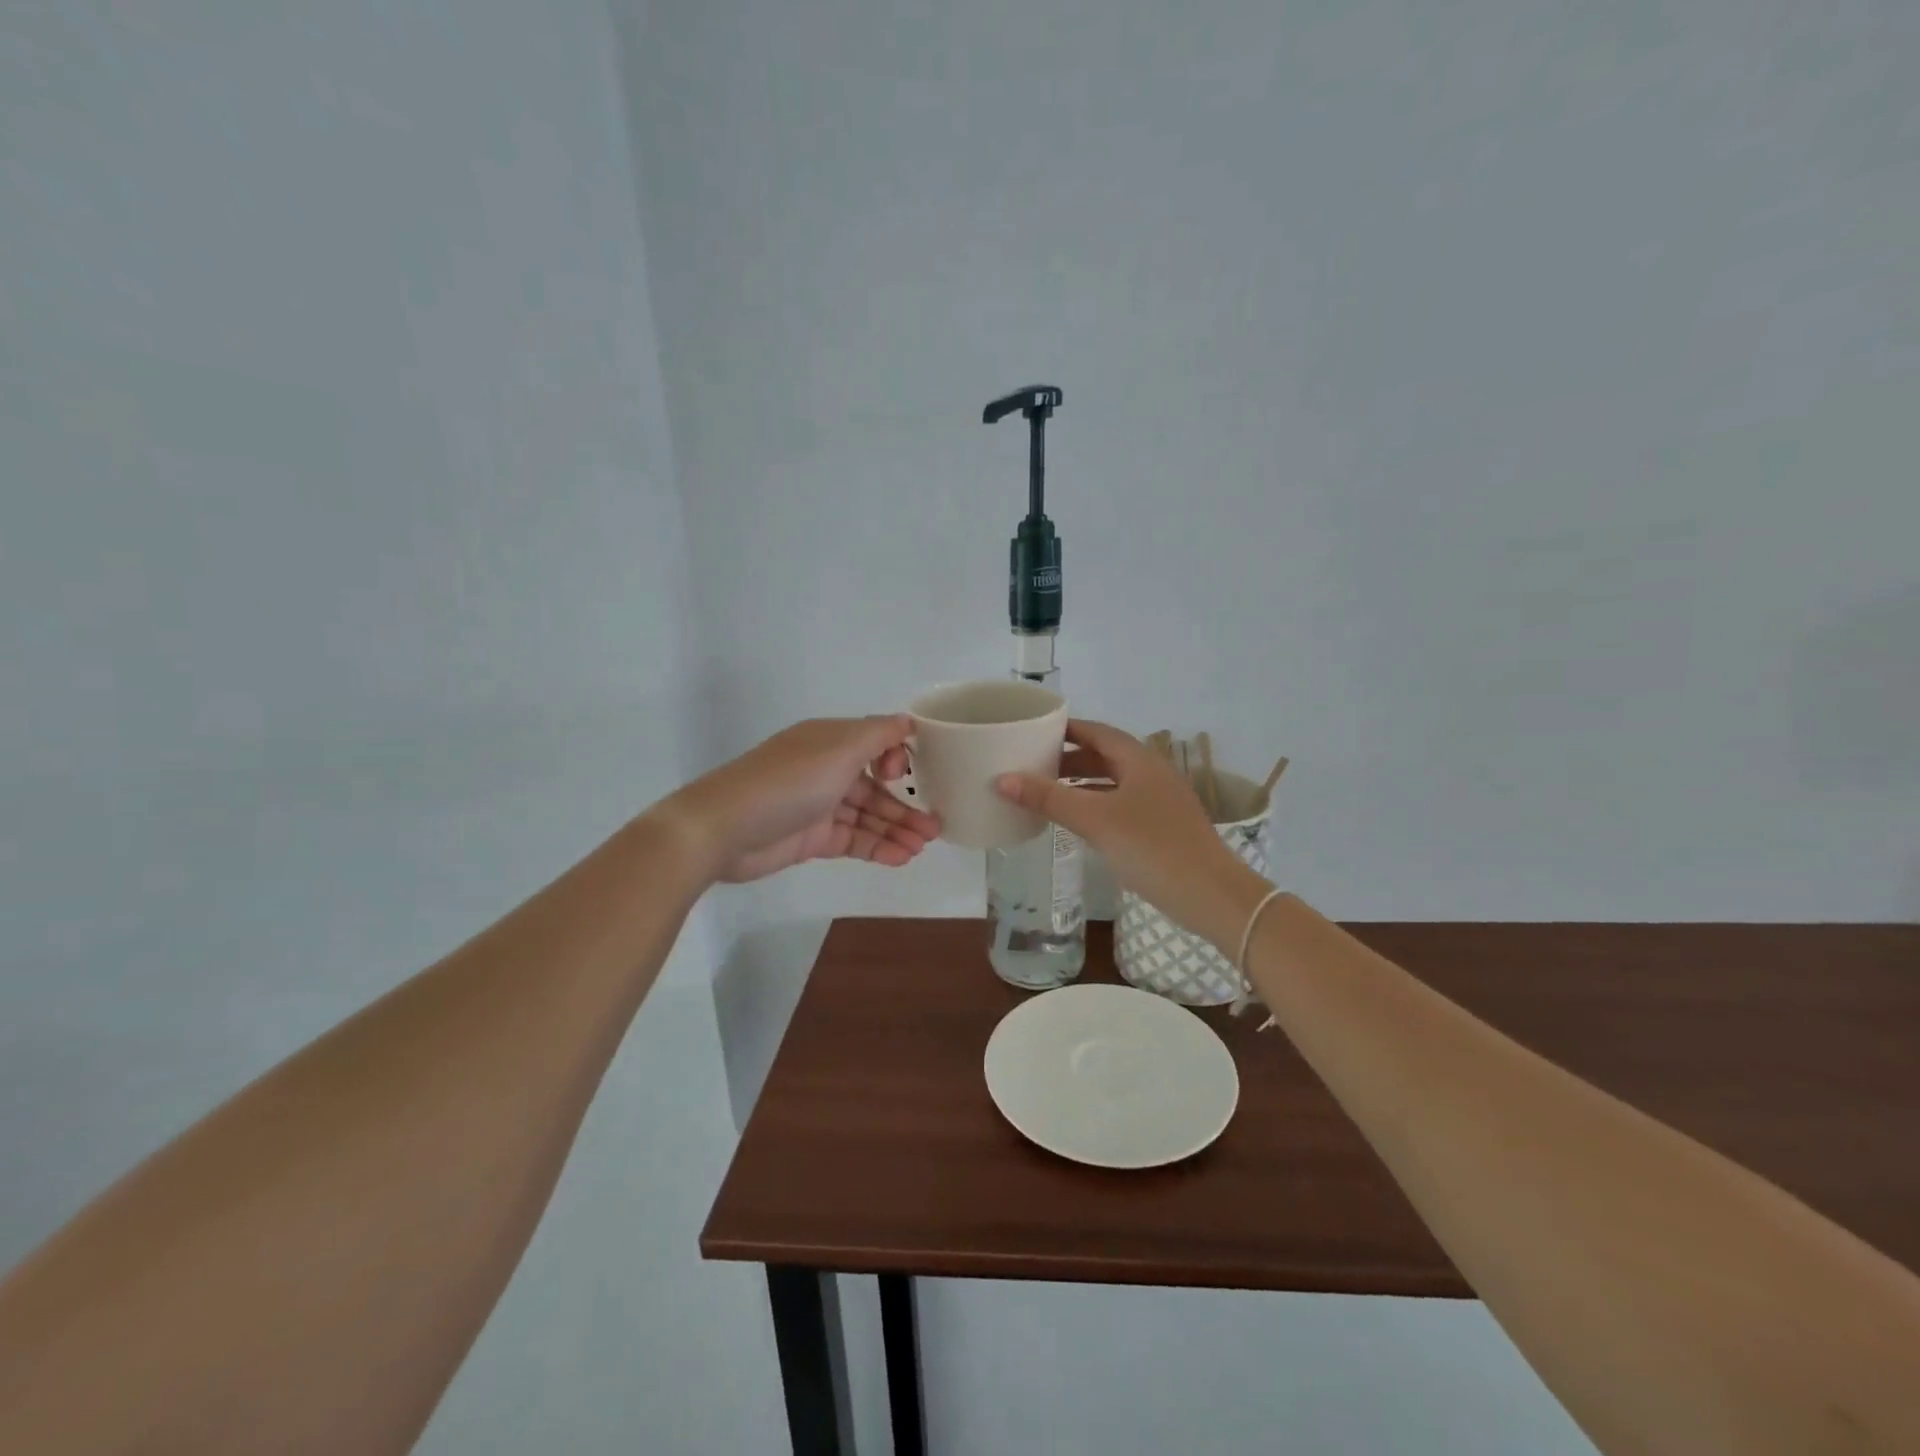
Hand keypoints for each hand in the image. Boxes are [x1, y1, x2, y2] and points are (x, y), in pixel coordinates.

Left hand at [658, 715, 941, 883]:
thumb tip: (908, 721)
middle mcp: (826, 769)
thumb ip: (878, 735)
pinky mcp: (811, 838)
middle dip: (906, 804)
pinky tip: (901, 858)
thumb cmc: (788, 782)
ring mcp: (818, 805)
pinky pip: (852, 839)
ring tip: (924, 846)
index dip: (896, 759)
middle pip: (875, 786)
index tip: (909, 775)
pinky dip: (877, 847)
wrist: (723, 829)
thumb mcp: (838, 749)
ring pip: (867, 816)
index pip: (874, 744)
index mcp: (830, 741)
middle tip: (936, 827)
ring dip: (896, 829)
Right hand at [996, 719, 1270, 950]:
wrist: (1212, 896)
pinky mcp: (1162, 827)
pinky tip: (1077, 823)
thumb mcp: (1095, 820)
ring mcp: (1159, 801)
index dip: (1064, 729)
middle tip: (1031, 765)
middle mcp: (1150, 773)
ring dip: (1080, 784)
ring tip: (1045, 792)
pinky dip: (1095, 805)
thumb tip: (1002, 779)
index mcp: (1138, 760)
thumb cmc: (1152, 848)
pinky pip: (1120, 804)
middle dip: (1067, 759)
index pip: (1095, 731)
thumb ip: (1049, 798)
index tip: (1032, 731)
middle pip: (1103, 755)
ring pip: (1112, 782)